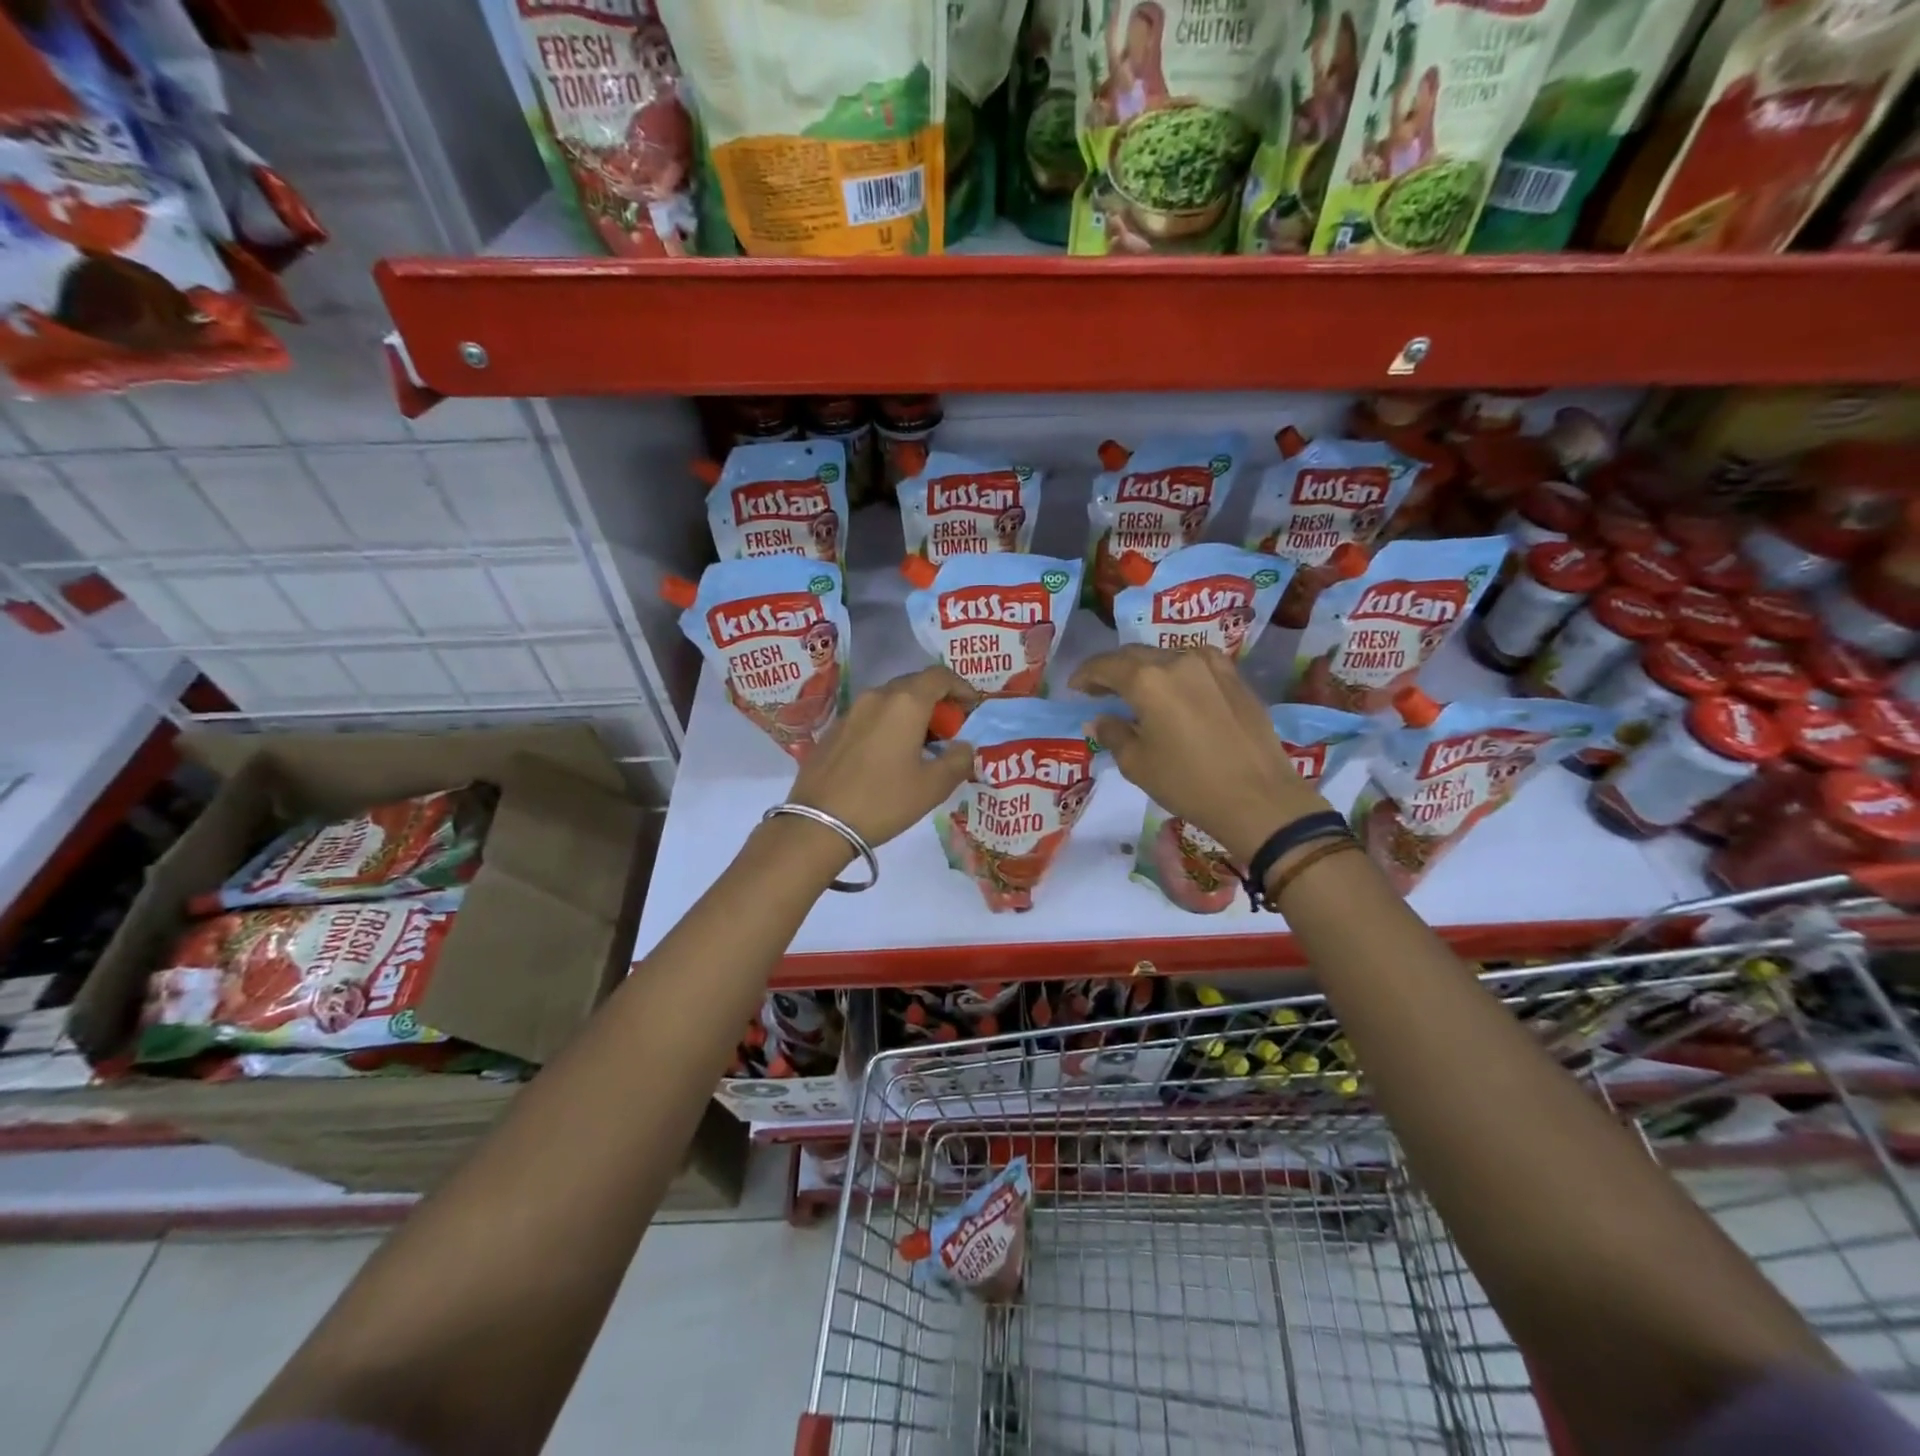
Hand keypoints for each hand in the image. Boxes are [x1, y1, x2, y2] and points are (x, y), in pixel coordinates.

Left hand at [784, 666, 979, 850]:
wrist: (819, 822)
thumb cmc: (883, 800)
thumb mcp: (933, 786)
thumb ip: (959, 760)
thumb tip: (965, 746)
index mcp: (905, 703)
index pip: (940, 676)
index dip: (961, 687)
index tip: (972, 708)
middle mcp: (877, 696)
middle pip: (914, 685)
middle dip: (937, 702)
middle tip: (950, 730)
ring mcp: (851, 711)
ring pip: (890, 700)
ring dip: (912, 714)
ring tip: (922, 745)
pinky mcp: (834, 729)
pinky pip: (870, 716)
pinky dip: (888, 724)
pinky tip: (890, 755)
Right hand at [1071, 646, 1329, 865]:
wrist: (1259, 798)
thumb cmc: (1188, 783)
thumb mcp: (1137, 764)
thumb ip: (1113, 734)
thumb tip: (1100, 720)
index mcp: (1147, 680)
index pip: (1105, 665)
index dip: (1086, 675)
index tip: (1075, 687)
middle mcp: (1178, 660)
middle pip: (1135, 654)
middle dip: (1112, 669)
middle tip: (1099, 690)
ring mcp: (1211, 665)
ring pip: (1166, 656)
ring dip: (1145, 669)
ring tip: (1136, 691)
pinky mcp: (1235, 677)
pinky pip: (1194, 664)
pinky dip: (1175, 673)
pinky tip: (1174, 692)